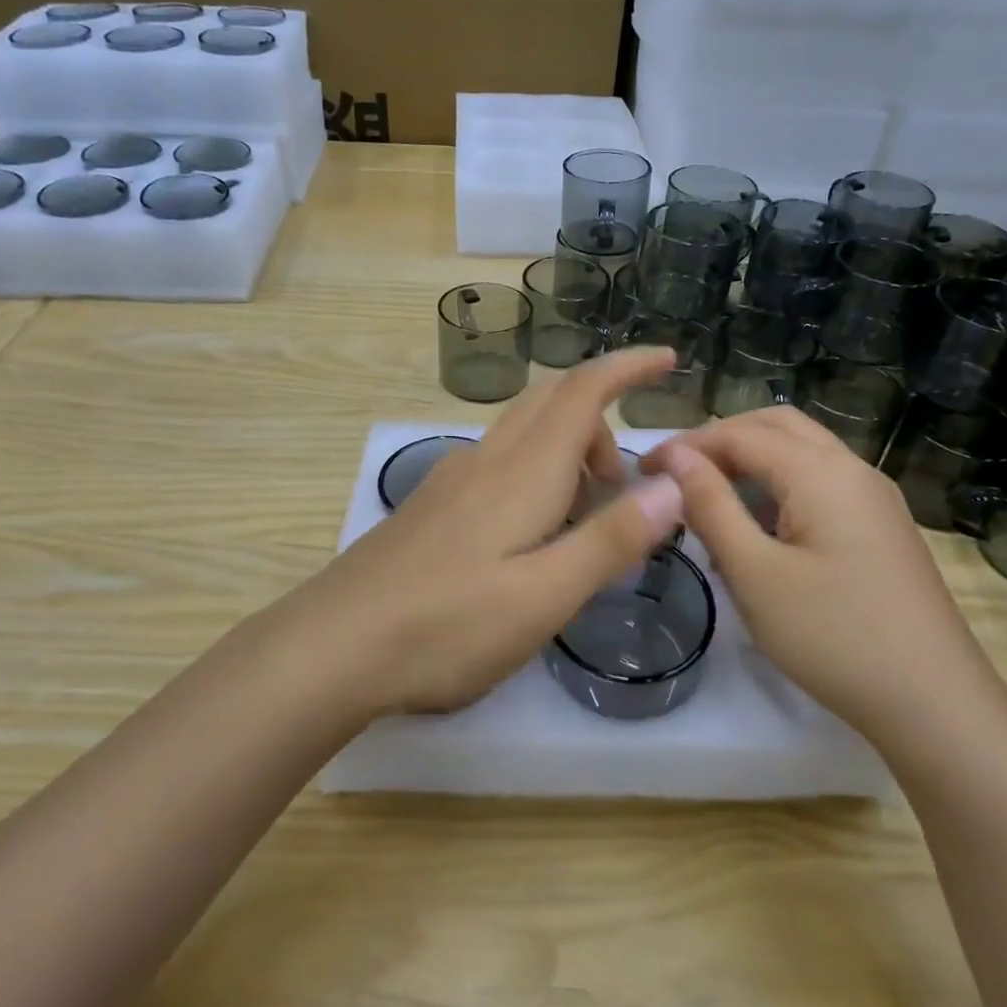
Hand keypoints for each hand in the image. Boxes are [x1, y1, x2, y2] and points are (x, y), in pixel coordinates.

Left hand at [272, 348, 686, 717]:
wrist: (331, 646)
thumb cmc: (446, 626)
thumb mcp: (544, 596)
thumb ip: (610, 540)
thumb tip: (674, 485)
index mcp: (523, 472)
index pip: (582, 391)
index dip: (628, 367)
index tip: (668, 359)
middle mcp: (486, 460)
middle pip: (550, 401)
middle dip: (600, 419)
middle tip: (624, 480)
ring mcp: (451, 480)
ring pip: (522, 433)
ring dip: (566, 450)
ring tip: (585, 515)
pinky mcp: (431, 507)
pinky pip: (497, 462)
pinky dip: (534, 472)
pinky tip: (530, 533)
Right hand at [648, 407, 1003, 743]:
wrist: (935, 704)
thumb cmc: (833, 636)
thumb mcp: (754, 573)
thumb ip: (711, 506)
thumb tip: (675, 457)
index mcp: (821, 472)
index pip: (740, 435)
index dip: (687, 446)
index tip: (643, 470)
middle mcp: (853, 470)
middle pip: (777, 427)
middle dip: (722, 439)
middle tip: (679, 473)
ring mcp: (875, 498)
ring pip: (804, 453)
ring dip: (753, 459)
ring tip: (711, 495)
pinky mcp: (883, 528)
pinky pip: (823, 483)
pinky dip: (781, 484)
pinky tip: (761, 526)